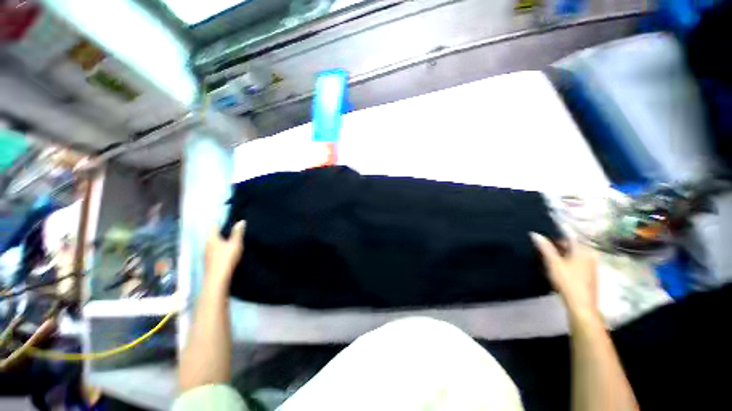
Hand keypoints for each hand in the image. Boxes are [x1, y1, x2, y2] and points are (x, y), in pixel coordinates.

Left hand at [204, 221, 245, 286]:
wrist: (217, 278)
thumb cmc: (226, 258)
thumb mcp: (235, 244)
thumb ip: (238, 233)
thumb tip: (241, 221)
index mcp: (211, 238)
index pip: (213, 226)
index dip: (219, 221)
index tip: (226, 218)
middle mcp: (206, 244)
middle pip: (212, 234)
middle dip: (220, 231)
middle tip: (230, 227)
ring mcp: (206, 253)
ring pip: (212, 243)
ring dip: (219, 240)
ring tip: (228, 238)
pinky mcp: (208, 261)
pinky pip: (213, 250)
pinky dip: (219, 247)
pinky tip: (225, 250)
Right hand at [530, 233, 598, 319]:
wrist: (581, 304)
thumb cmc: (567, 281)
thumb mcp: (553, 263)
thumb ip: (545, 248)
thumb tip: (535, 234)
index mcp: (583, 250)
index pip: (570, 235)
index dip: (559, 229)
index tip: (550, 225)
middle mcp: (590, 254)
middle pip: (573, 244)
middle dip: (559, 244)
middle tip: (545, 246)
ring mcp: (592, 264)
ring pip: (575, 253)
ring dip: (562, 252)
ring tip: (549, 256)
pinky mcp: (590, 273)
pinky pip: (577, 260)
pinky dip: (567, 259)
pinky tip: (559, 266)